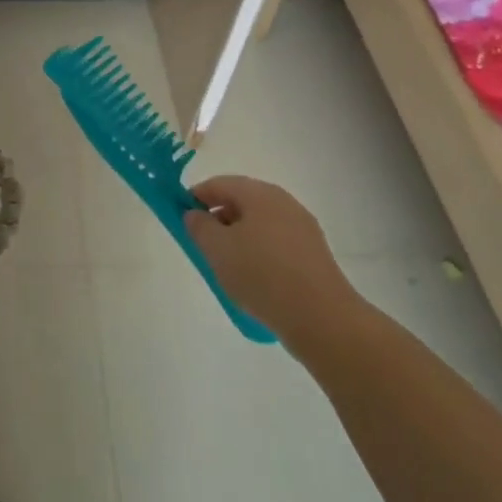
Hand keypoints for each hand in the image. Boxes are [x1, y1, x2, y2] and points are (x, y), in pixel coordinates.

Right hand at [184, 176, 357, 348]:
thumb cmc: (261, 275)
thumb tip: (195, 214)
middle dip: (218, 218)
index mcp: (260, 193)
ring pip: (259, 223)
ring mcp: (302, 227)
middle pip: (242, 201)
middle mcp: (283, 202)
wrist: (321, 317)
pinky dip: (259, 252)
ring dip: (238, 237)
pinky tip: (254, 279)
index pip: (219, 184)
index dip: (195, 197)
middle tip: (202, 244)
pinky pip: (276, 243)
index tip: (181, 216)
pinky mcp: (313, 253)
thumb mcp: (217, 249)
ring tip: (226, 266)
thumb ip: (199, 226)